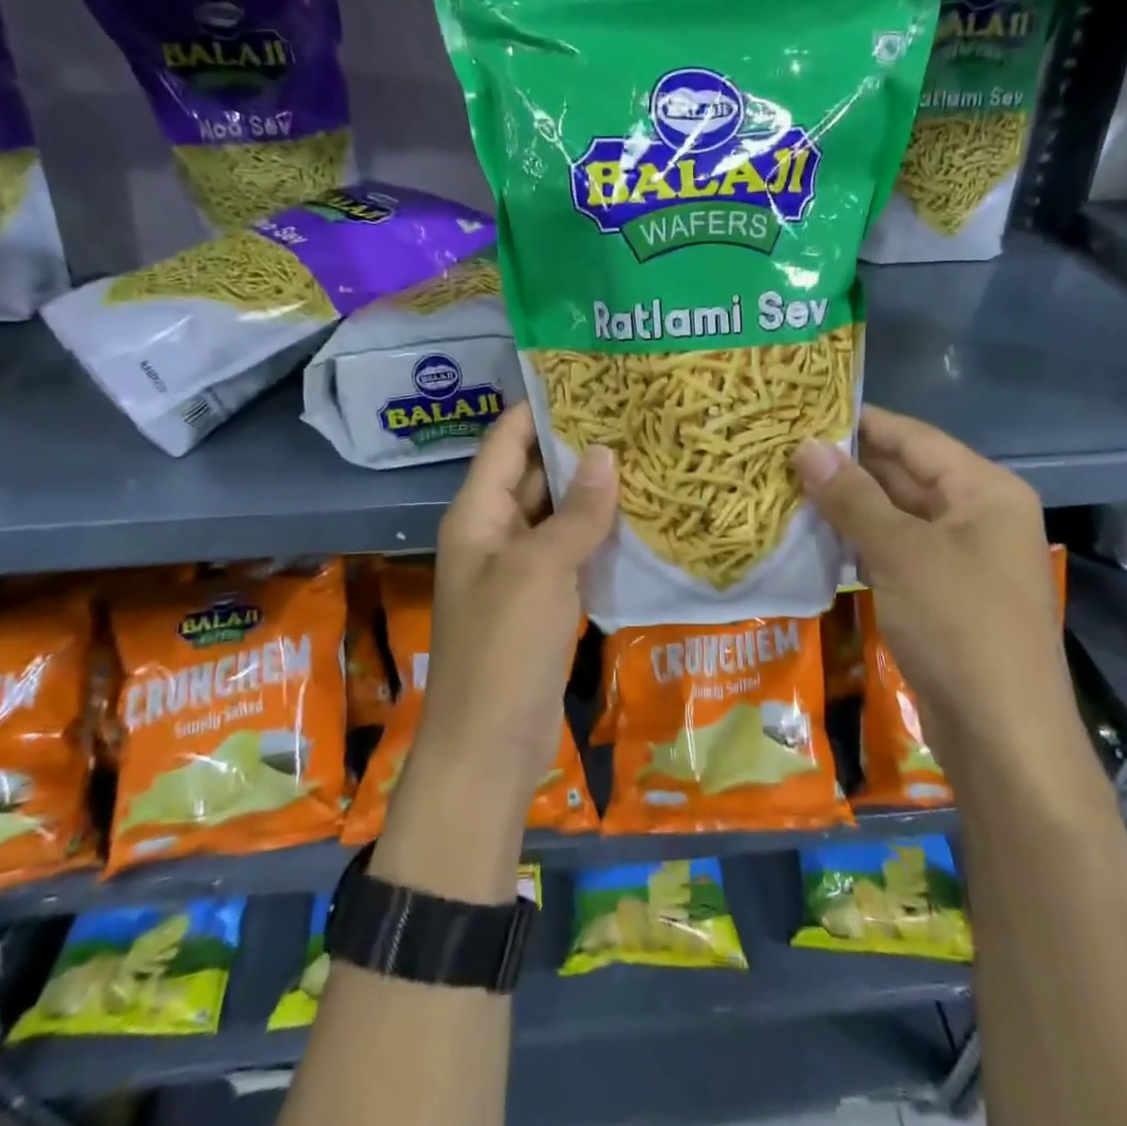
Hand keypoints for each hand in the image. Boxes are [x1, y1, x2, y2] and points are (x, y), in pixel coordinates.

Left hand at [418, 400, 617, 806]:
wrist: (490, 746)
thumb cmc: (504, 649)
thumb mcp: (539, 570)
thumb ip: (575, 513)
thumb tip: (607, 455)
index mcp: (478, 514)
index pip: (506, 441)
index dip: (540, 407)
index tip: (589, 379)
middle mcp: (495, 532)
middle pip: (535, 473)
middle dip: (578, 446)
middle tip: (635, 414)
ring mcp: (520, 568)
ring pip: (558, 514)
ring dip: (594, 490)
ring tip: (648, 452)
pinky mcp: (544, 600)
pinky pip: (572, 552)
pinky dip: (599, 533)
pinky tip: (641, 515)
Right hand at [793, 406, 1063, 730]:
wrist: (1002, 735)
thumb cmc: (959, 626)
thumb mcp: (901, 553)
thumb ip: (852, 496)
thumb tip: (805, 446)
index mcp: (984, 490)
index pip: (914, 437)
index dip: (860, 421)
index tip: (804, 408)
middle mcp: (976, 514)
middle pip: (904, 474)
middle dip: (847, 464)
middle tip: (782, 449)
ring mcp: (960, 556)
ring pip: (895, 515)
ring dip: (847, 504)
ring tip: (786, 484)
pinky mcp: (941, 592)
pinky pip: (895, 551)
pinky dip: (858, 542)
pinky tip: (814, 535)